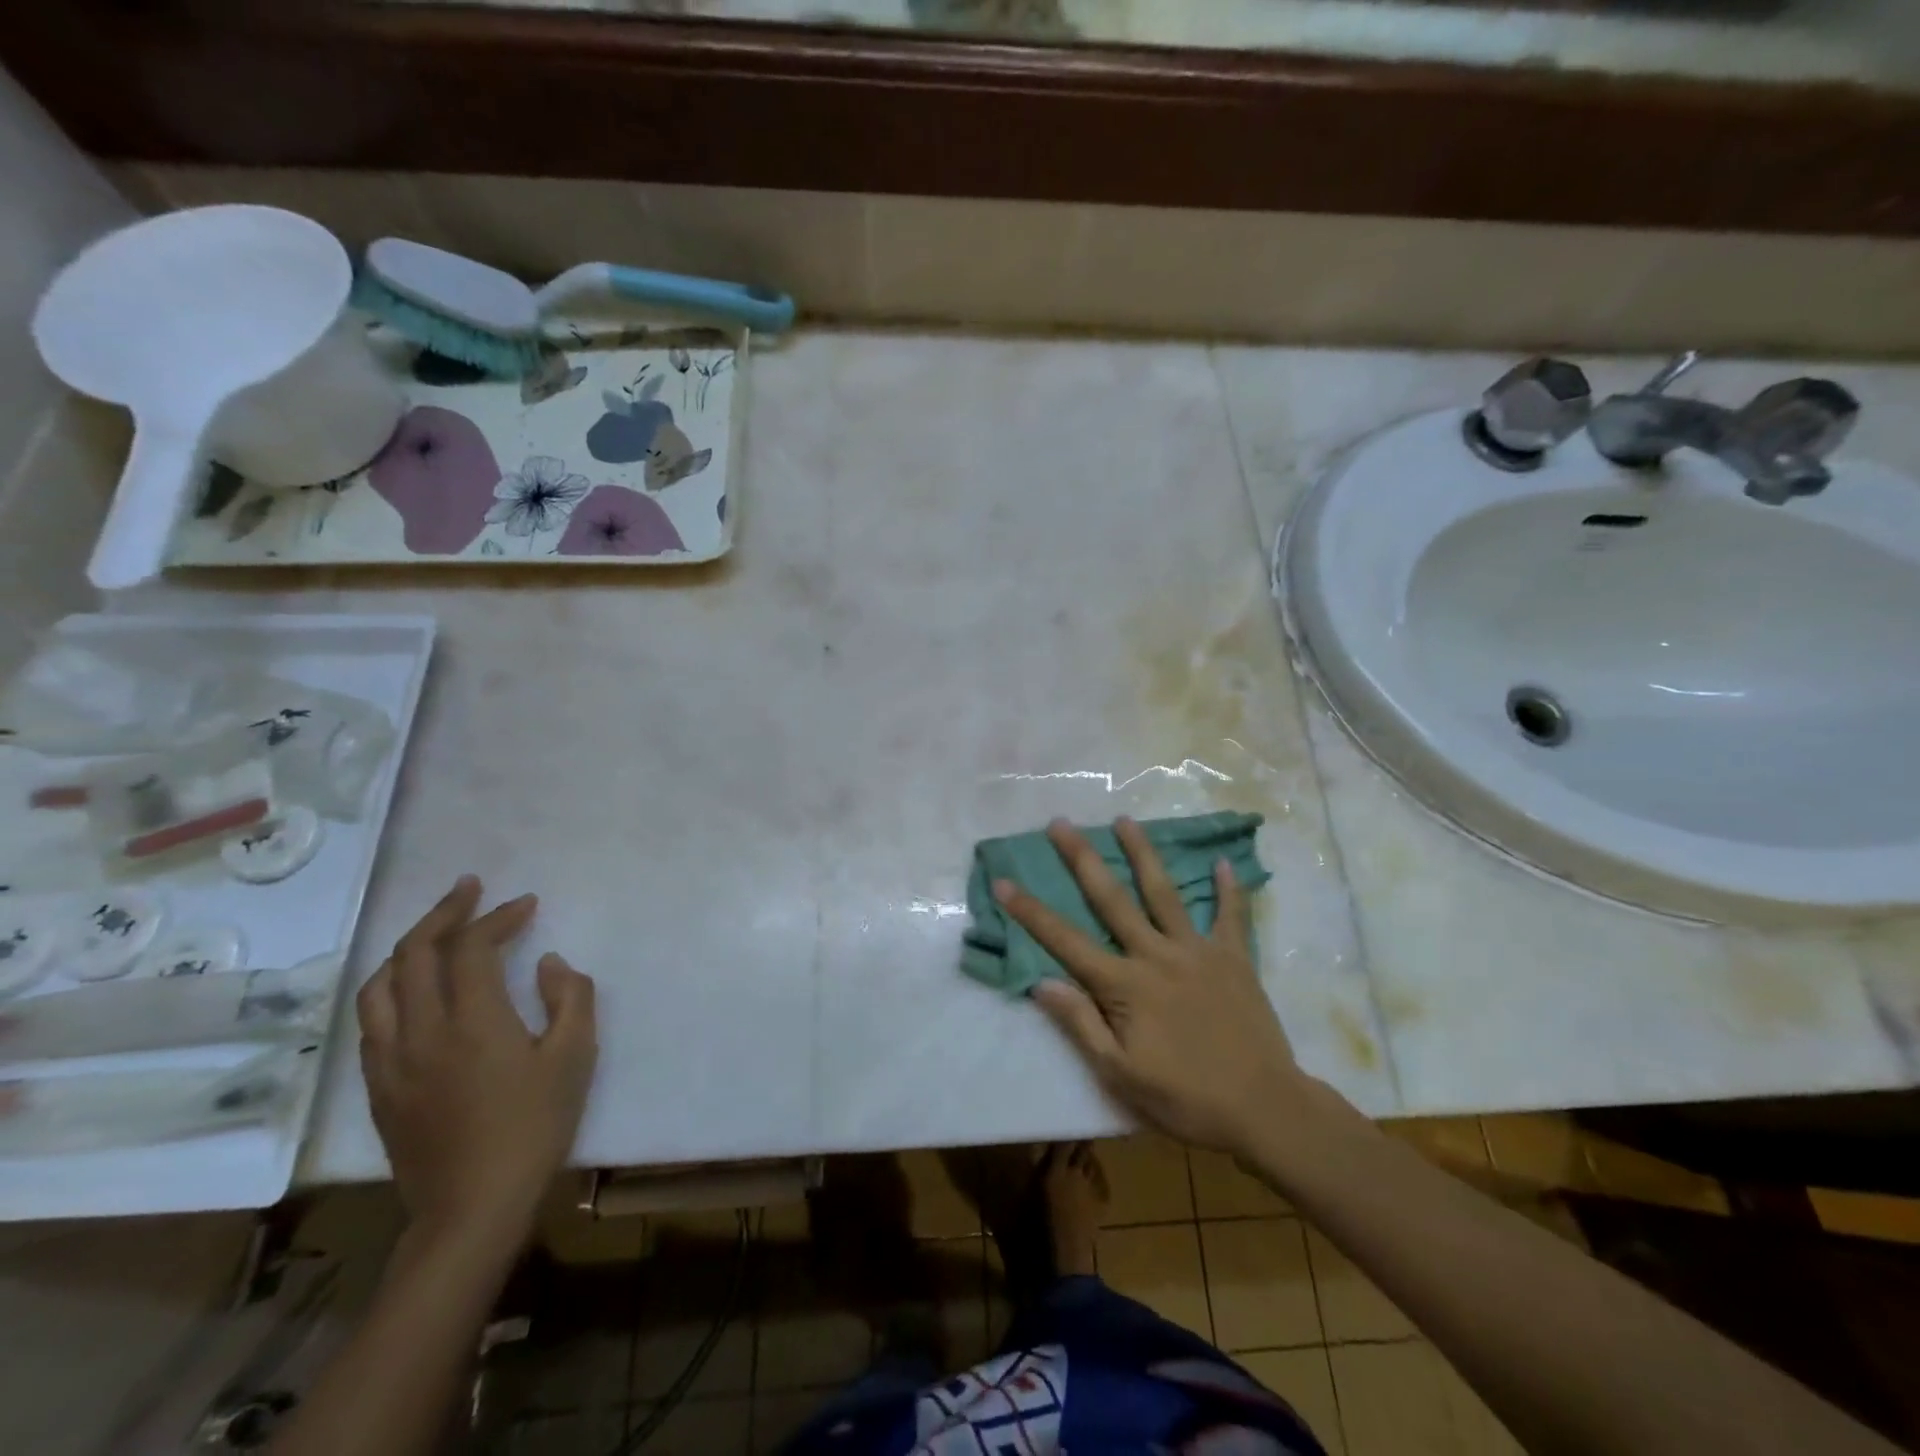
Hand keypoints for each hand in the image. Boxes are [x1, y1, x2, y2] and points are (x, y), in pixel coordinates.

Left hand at [357, 876, 596, 1254]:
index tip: (527, 904)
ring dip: (409, 947)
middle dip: (444, 913)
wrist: (473, 1207)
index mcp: (472, 1021)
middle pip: (414, 953)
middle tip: (471, 890)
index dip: (498, 917)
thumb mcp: (575, 1056)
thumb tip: (550, 964)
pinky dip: (393, 987)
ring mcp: (390, 1061)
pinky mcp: (379, 1088)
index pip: (471, 948)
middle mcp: (420, 1031)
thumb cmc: (534, 1126)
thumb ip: (571, 998)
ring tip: (436, 932)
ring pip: (380, 985)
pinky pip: (373, 1021)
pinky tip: (413, 990)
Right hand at [995, 817, 1304, 1157]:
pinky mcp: (1234, 958)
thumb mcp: (1120, 1074)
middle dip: (1082, 859)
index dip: (1030, 912)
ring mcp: (1197, 951)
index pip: (1066, 941)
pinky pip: (1230, 916)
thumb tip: (1041, 982)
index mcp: (1124, 985)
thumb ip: (1081, 1024)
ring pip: (1163, 892)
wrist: (1264, 1108)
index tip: (1004, 882)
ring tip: (1124, 820)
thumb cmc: (1185, 1098)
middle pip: (1111, 898)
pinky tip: (1222, 861)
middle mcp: (1156, 955)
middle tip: (1060, 823)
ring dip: (1142, 853)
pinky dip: (1227, 889)